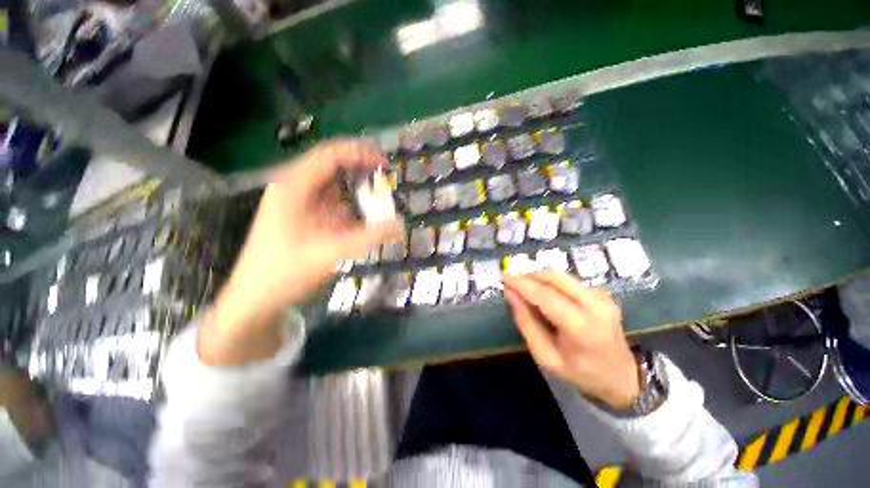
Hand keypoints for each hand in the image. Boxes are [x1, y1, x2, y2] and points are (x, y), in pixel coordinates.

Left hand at [200, 140, 403, 364]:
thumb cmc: (284, 274)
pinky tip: (366, 217)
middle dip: (361, 171)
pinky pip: (333, 205)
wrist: (255, 300)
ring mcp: (300, 204)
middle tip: (388, 180)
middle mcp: (295, 188)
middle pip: (332, 167)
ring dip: (358, 191)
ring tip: (382, 198)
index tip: (385, 164)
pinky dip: (352, 208)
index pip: (330, 155)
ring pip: (335, 187)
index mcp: (293, 187)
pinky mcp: (306, 218)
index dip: (360, 154)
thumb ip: (368, 238)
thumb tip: (401, 225)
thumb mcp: (330, 253)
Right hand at [503, 271, 639, 409]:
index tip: (503, 276)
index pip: (545, 295)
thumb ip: (526, 323)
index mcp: (581, 326)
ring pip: (561, 275)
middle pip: (554, 277)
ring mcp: (602, 296)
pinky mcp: (602, 293)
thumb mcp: (546, 356)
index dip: (522, 284)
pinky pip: (569, 281)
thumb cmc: (580, 372)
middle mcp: (595, 304)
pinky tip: (544, 294)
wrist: (622, 378)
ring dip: (539, 278)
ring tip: (525, 288)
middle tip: (512, 282)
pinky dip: (551, 283)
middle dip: (529, 276)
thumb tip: (510, 294)